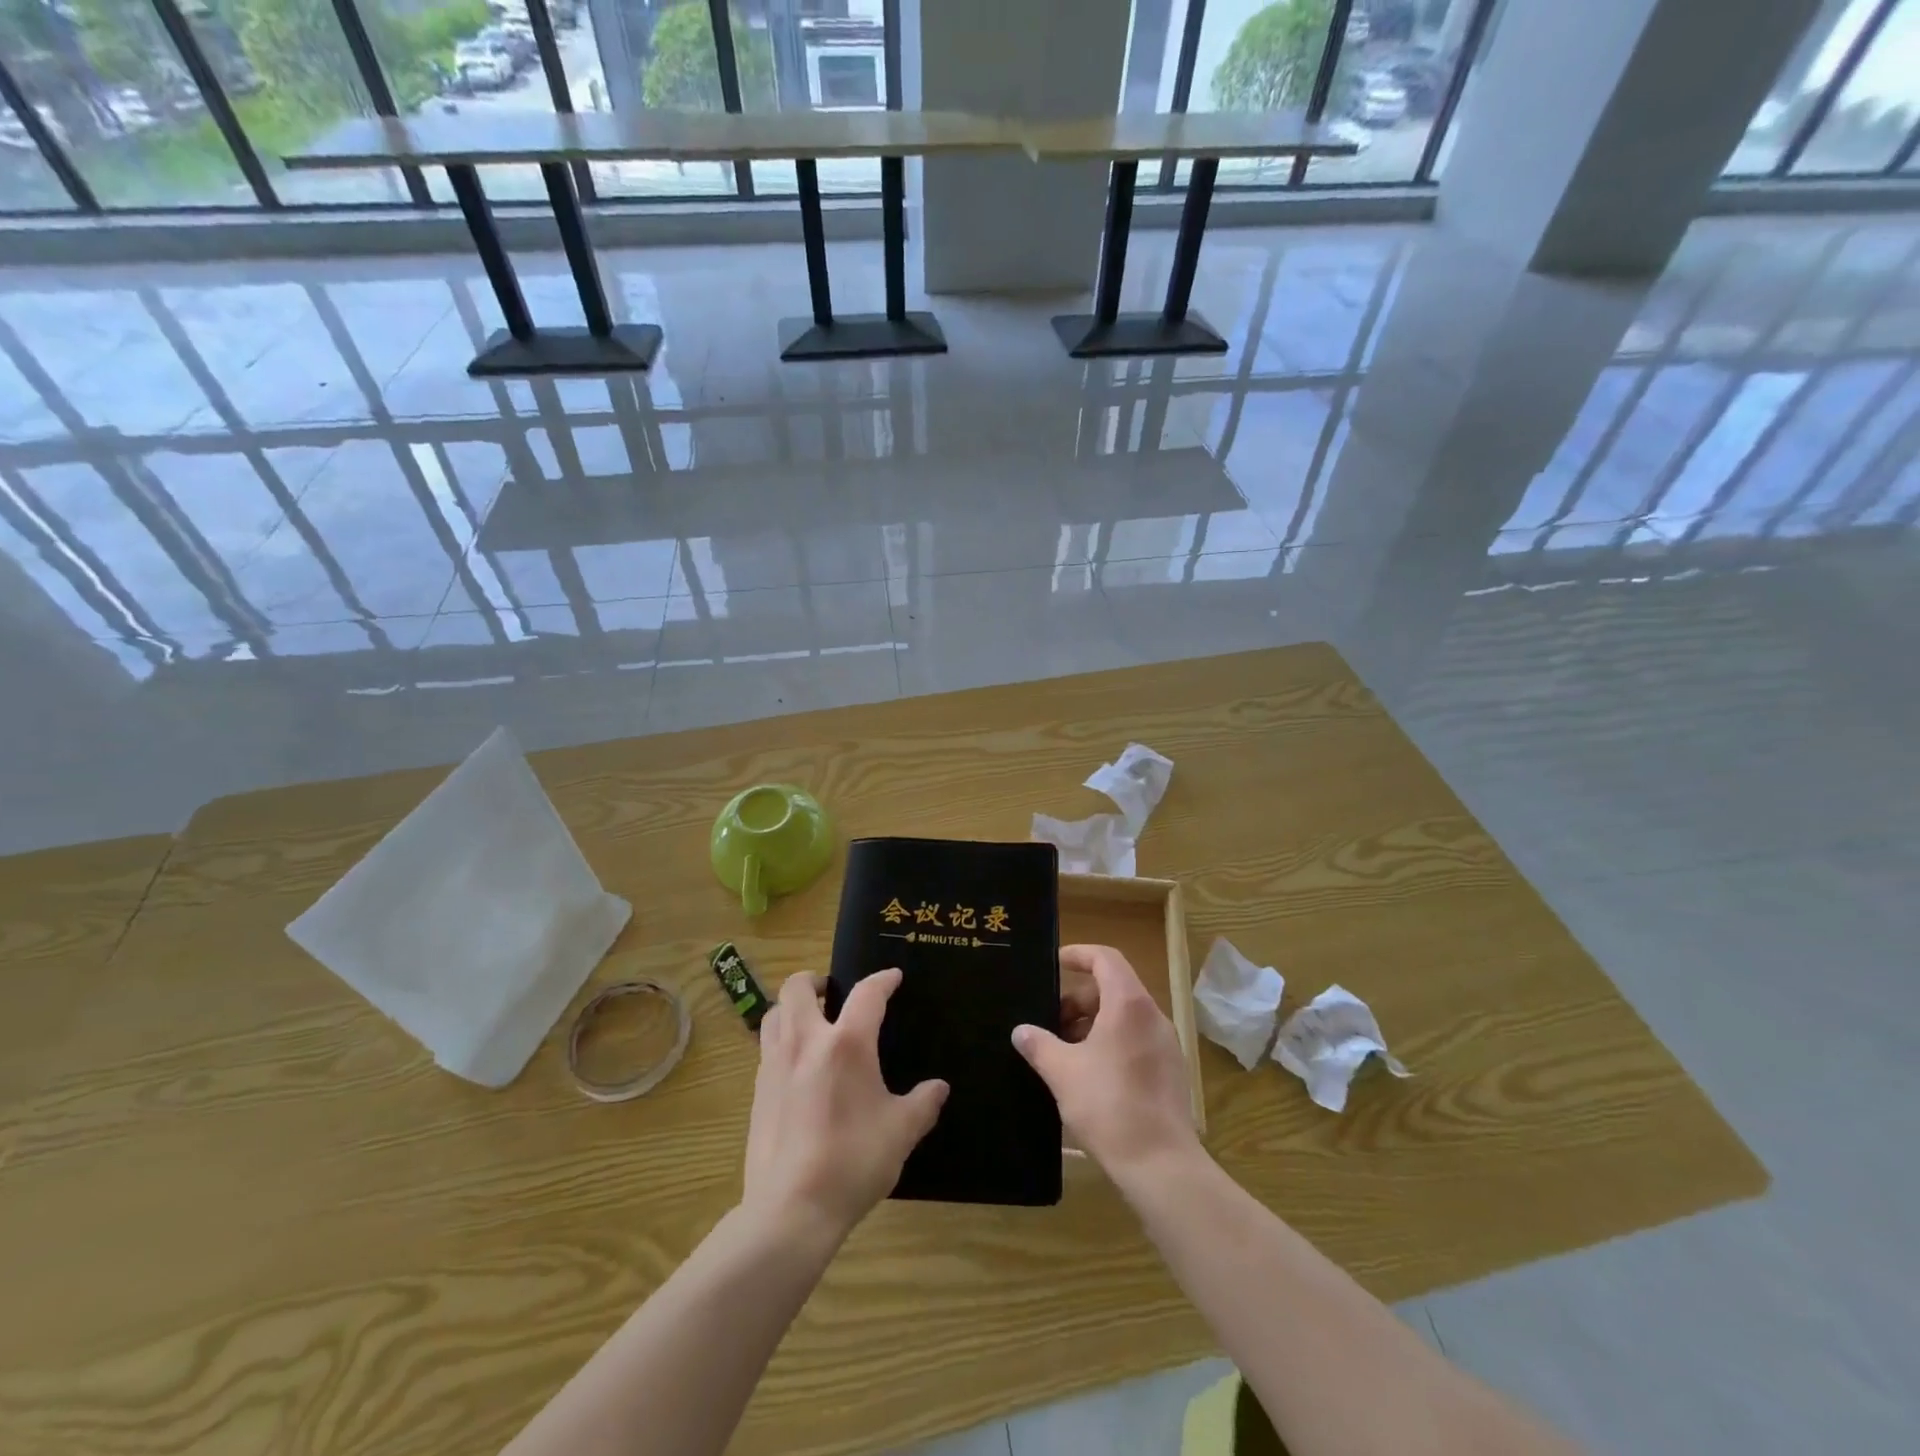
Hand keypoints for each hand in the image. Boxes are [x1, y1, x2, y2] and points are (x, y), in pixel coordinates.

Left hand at [743, 969, 947, 1244]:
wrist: (791, 1209)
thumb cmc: (853, 1161)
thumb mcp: (900, 1133)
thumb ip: (922, 1104)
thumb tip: (939, 1088)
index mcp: (846, 1044)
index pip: (867, 994)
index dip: (882, 980)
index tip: (893, 977)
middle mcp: (806, 1042)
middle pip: (798, 988)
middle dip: (815, 980)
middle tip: (832, 991)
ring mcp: (775, 1065)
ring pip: (774, 1014)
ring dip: (792, 1007)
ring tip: (810, 1021)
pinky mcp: (758, 1091)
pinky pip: (766, 1047)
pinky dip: (781, 1040)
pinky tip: (797, 1065)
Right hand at [1014, 944, 1201, 1182]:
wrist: (1161, 1165)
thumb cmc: (1108, 1106)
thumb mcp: (1062, 1072)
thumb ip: (1039, 1044)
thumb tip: (1021, 1031)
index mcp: (1128, 1004)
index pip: (1105, 958)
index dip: (1078, 954)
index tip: (1055, 964)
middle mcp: (1152, 1016)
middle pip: (1113, 988)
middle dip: (1078, 999)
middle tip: (1049, 1022)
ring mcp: (1165, 1044)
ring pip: (1124, 1017)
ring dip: (1092, 1024)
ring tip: (1063, 1051)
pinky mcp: (1170, 1071)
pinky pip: (1135, 1040)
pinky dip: (1110, 1042)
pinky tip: (1088, 1074)